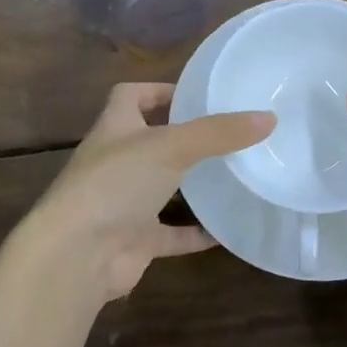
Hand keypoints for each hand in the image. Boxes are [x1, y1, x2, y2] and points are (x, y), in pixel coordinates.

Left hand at [12, 83, 272, 303]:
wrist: (77, 256)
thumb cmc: (116, 184)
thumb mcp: (171, 146)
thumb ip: (219, 132)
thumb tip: (269, 118)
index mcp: (115, 128)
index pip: (130, 96)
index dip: (159, 90)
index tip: (196, 95)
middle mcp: (116, 162)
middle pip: (150, 141)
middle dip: (183, 137)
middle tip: (228, 133)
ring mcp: (123, 203)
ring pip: (162, 187)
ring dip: (191, 183)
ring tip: (233, 173)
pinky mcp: (134, 240)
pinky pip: (171, 233)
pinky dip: (196, 232)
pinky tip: (227, 229)